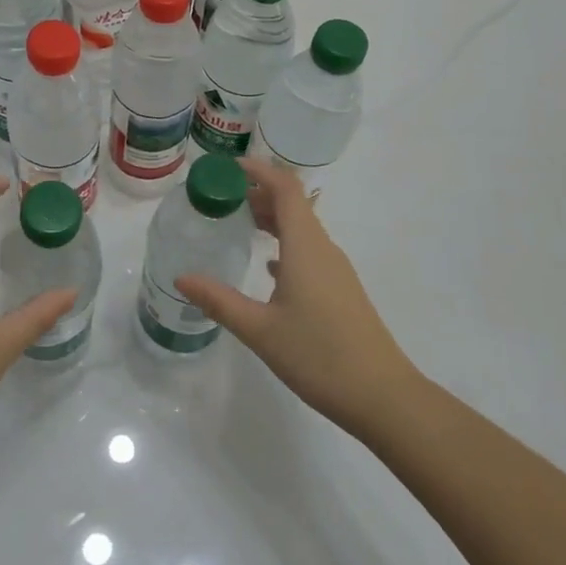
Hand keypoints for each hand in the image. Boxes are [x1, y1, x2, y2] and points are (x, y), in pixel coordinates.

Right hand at [175, 156, 414, 438]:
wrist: (383, 397)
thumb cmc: (320, 356)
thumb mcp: (260, 330)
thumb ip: (219, 301)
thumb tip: (181, 277)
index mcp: (305, 246)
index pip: (284, 188)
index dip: (258, 170)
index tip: (226, 167)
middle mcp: (323, 248)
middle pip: (292, 204)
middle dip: (258, 193)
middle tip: (220, 197)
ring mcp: (335, 269)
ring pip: (301, 228)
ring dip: (271, 218)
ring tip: (237, 223)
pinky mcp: (341, 290)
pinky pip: (308, 250)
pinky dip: (284, 244)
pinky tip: (267, 266)